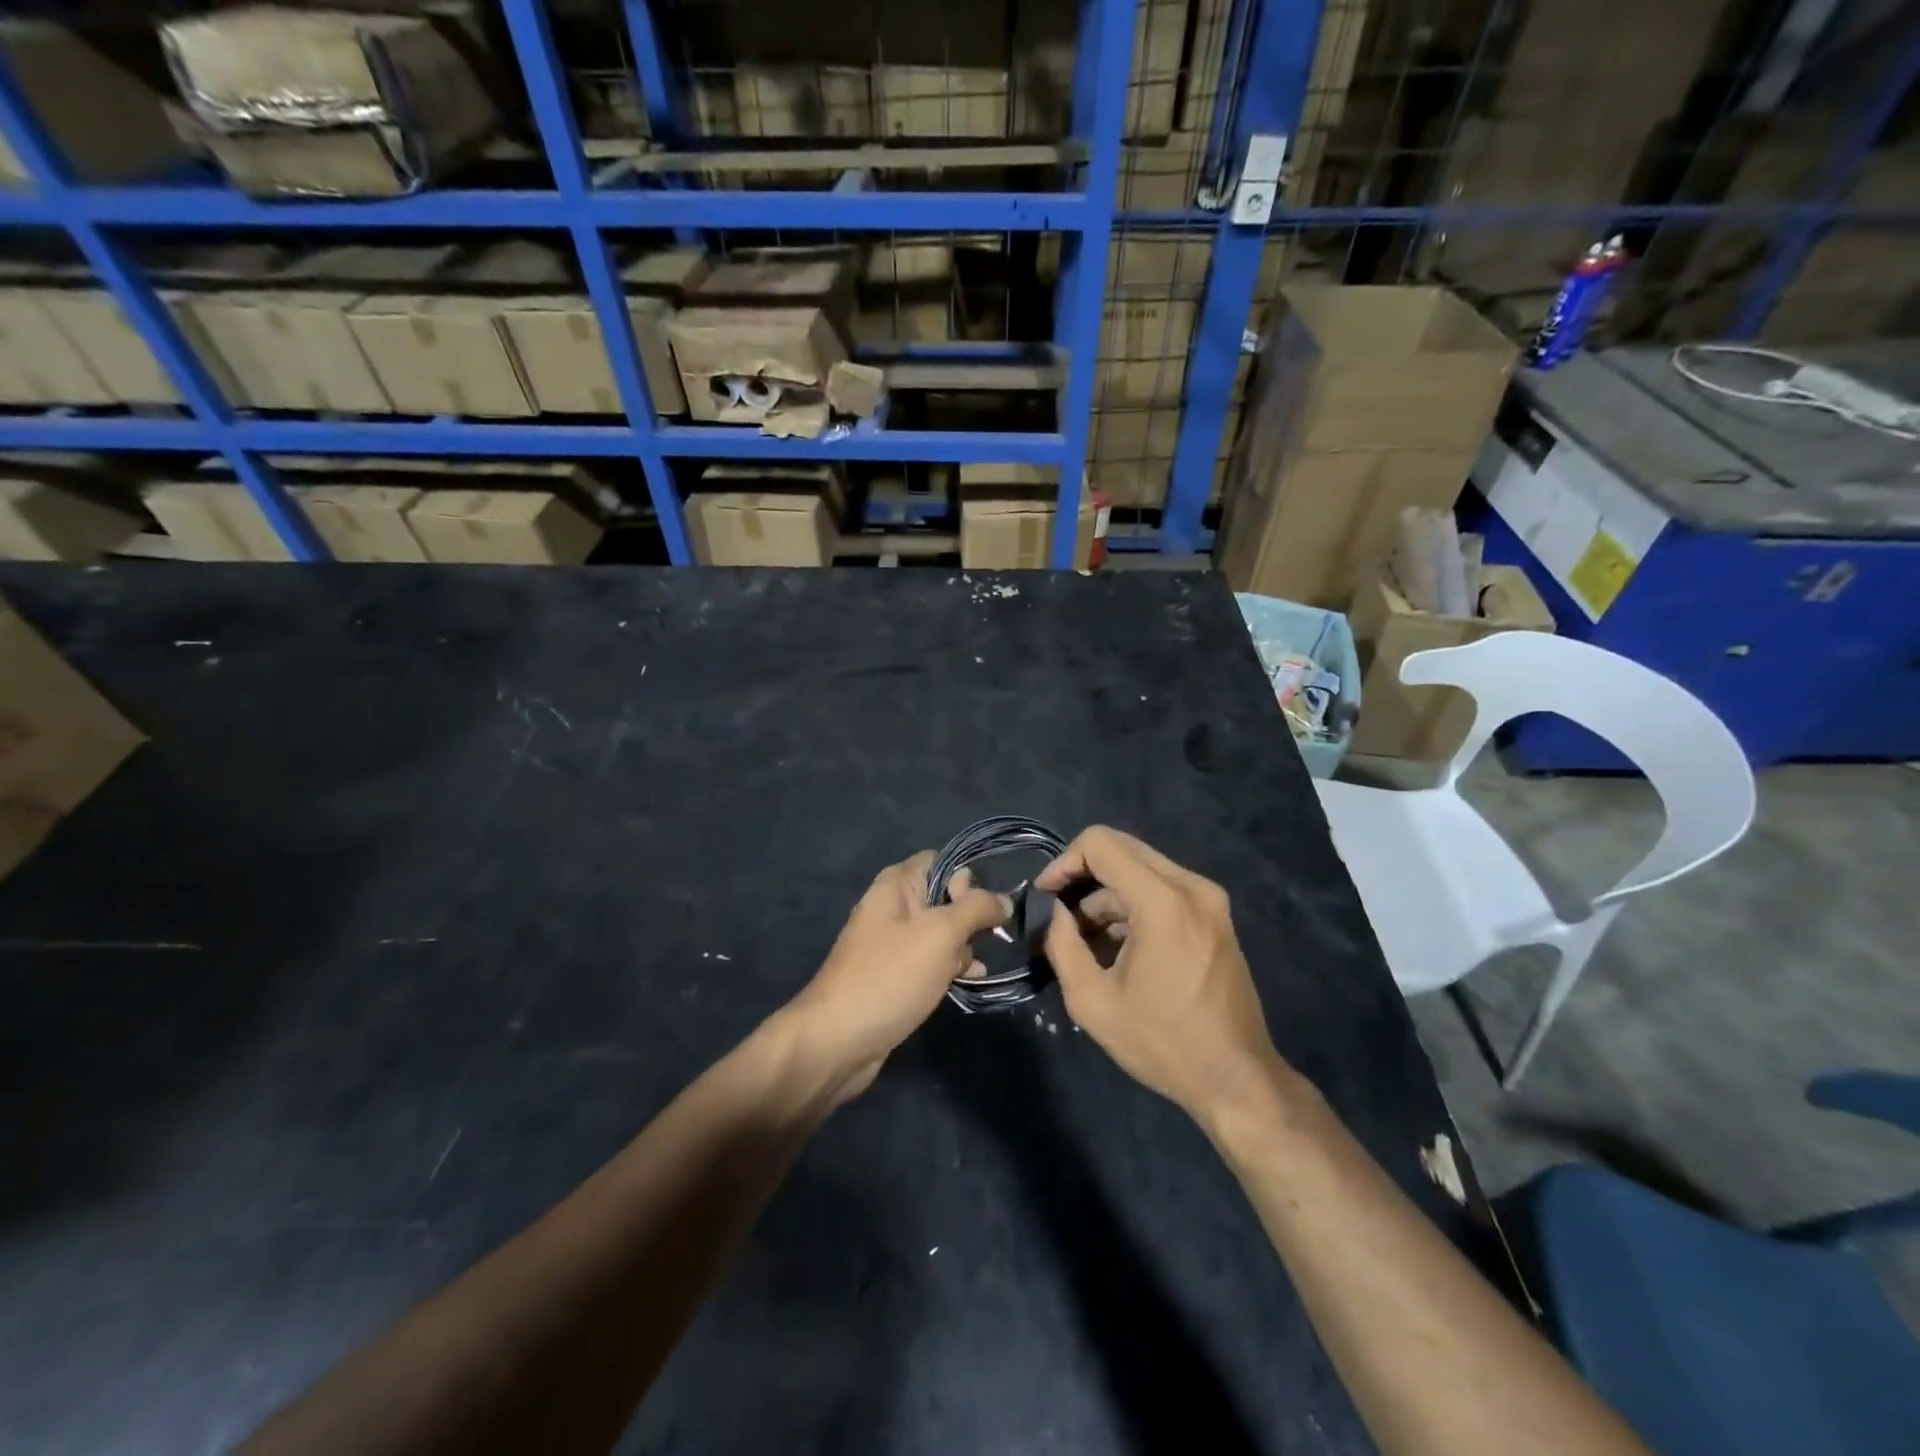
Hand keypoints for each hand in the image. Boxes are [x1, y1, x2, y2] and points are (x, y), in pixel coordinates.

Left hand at [783, 852, 1008, 1099]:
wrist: (838, 1041)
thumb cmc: (890, 976)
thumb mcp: (940, 933)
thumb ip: (976, 908)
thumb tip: (1004, 899)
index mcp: (896, 885)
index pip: (941, 861)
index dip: (966, 878)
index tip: (980, 906)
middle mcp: (893, 907)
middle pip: (945, 897)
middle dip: (971, 916)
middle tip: (984, 940)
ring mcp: (894, 944)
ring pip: (942, 933)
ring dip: (965, 946)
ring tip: (977, 967)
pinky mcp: (897, 976)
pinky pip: (932, 961)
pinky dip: (952, 967)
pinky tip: (971, 980)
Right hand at [1037, 827, 1287, 1125]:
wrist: (1237, 1079)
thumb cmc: (1162, 1043)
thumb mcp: (1092, 1000)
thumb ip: (1061, 943)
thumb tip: (1052, 911)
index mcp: (1163, 900)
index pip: (1100, 843)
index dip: (1063, 863)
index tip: (1046, 898)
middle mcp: (1191, 886)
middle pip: (1121, 848)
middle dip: (1082, 875)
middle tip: (1059, 914)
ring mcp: (1209, 899)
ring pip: (1141, 868)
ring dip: (1106, 893)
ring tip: (1084, 939)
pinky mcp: (1215, 915)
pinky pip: (1162, 888)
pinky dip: (1132, 904)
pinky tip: (1116, 945)